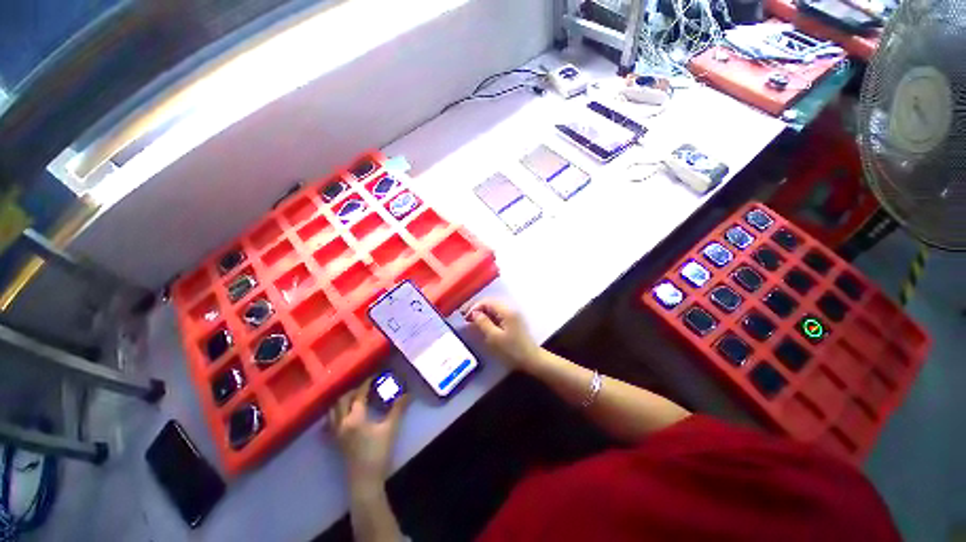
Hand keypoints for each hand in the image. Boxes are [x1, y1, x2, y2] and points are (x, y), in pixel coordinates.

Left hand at [328, 379, 407, 487]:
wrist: (365, 482)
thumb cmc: (378, 454)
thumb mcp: (391, 429)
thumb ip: (398, 409)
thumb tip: (408, 393)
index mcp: (355, 418)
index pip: (359, 394)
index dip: (367, 383)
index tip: (375, 376)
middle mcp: (342, 423)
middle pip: (342, 400)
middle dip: (353, 389)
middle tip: (366, 386)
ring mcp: (336, 433)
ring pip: (333, 410)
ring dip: (343, 400)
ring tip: (356, 397)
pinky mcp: (336, 441)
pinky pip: (331, 421)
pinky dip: (337, 413)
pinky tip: (346, 414)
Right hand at [464, 299, 541, 370]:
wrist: (531, 359)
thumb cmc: (512, 350)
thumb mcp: (495, 338)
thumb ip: (483, 323)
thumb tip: (474, 314)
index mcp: (506, 311)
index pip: (487, 302)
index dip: (475, 307)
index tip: (465, 317)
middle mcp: (510, 309)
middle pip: (491, 303)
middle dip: (478, 309)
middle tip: (467, 319)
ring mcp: (513, 314)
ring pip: (494, 308)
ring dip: (483, 313)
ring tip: (474, 322)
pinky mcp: (514, 321)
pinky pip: (499, 314)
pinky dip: (490, 317)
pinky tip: (485, 324)